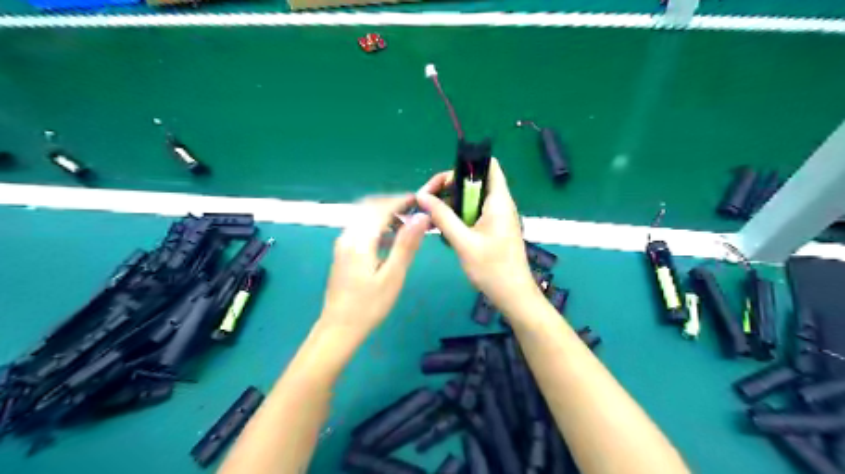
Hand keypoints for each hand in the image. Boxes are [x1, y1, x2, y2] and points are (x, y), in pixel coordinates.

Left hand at [322, 194, 430, 338]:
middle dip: (392, 204)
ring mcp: (343, 244)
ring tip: (407, 223)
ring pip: (364, 218)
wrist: (338, 329)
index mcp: (360, 240)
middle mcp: (348, 236)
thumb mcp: (393, 276)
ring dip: (385, 215)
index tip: (420, 200)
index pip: (381, 208)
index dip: (401, 200)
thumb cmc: (368, 306)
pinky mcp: (343, 253)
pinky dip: (377, 226)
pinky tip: (391, 239)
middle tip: (415, 210)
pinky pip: (361, 229)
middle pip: (369, 207)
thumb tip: (422, 217)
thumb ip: (406, 244)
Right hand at [414, 156, 540, 314]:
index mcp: (498, 201)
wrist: (513, 296)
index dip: (464, 165)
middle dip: (449, 187)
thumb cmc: (492, 269)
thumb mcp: (463, 242)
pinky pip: (472, 213)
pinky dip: (457, 217)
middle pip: (473, 181)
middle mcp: (499, 203)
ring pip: (470, 199)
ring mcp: (496, 217)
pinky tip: (443, 231)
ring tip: (431, 218)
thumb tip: (421, 196)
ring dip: (451, 204)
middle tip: (428, 202)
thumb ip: (442, 217)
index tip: (441, 183)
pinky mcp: (493, 229)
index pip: (487, 165)